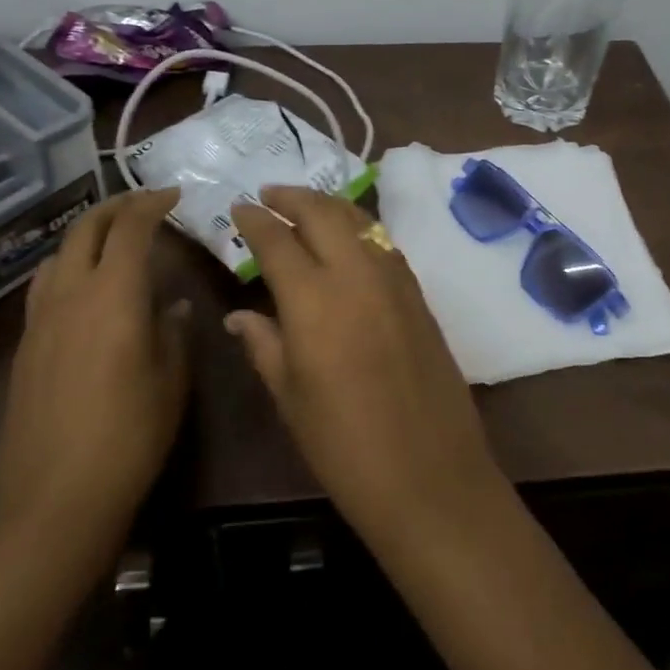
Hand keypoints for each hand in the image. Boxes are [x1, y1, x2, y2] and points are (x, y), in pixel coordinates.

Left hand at [0, 188, 189, 533]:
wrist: (52, 500)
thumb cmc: (128, 436)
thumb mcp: (171, 381)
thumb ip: (174, 332)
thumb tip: (171, 306)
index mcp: (112, 295)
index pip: (130, 228)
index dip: (151, 204)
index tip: (173, 194)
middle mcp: (70, 294)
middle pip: (85, 229)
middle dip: (115, 207)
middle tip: (144, 204)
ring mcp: (40, 320)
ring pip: (58, 254)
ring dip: (86, 234)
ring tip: (113, 239)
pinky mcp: (24, 347)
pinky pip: (45, 285)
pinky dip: (67, 266)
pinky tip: (84, 289)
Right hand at [227, 187, 500, 539]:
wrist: (430, 474)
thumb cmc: (344, 445)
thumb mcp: (290, 397)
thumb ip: (264, 344)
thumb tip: (239, 314)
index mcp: (313, 299)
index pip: (277, 240)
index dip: (254, 219)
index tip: (239, 208)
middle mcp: (356, 273)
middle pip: (321, 212)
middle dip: (291, 196)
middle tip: (269, 195)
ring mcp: (394, 279)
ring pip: (357, 220)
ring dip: (327, 206)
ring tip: (305, 207)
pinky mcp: (418, 292)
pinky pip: (382, 243)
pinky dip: (358, 228)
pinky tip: (347, 240)